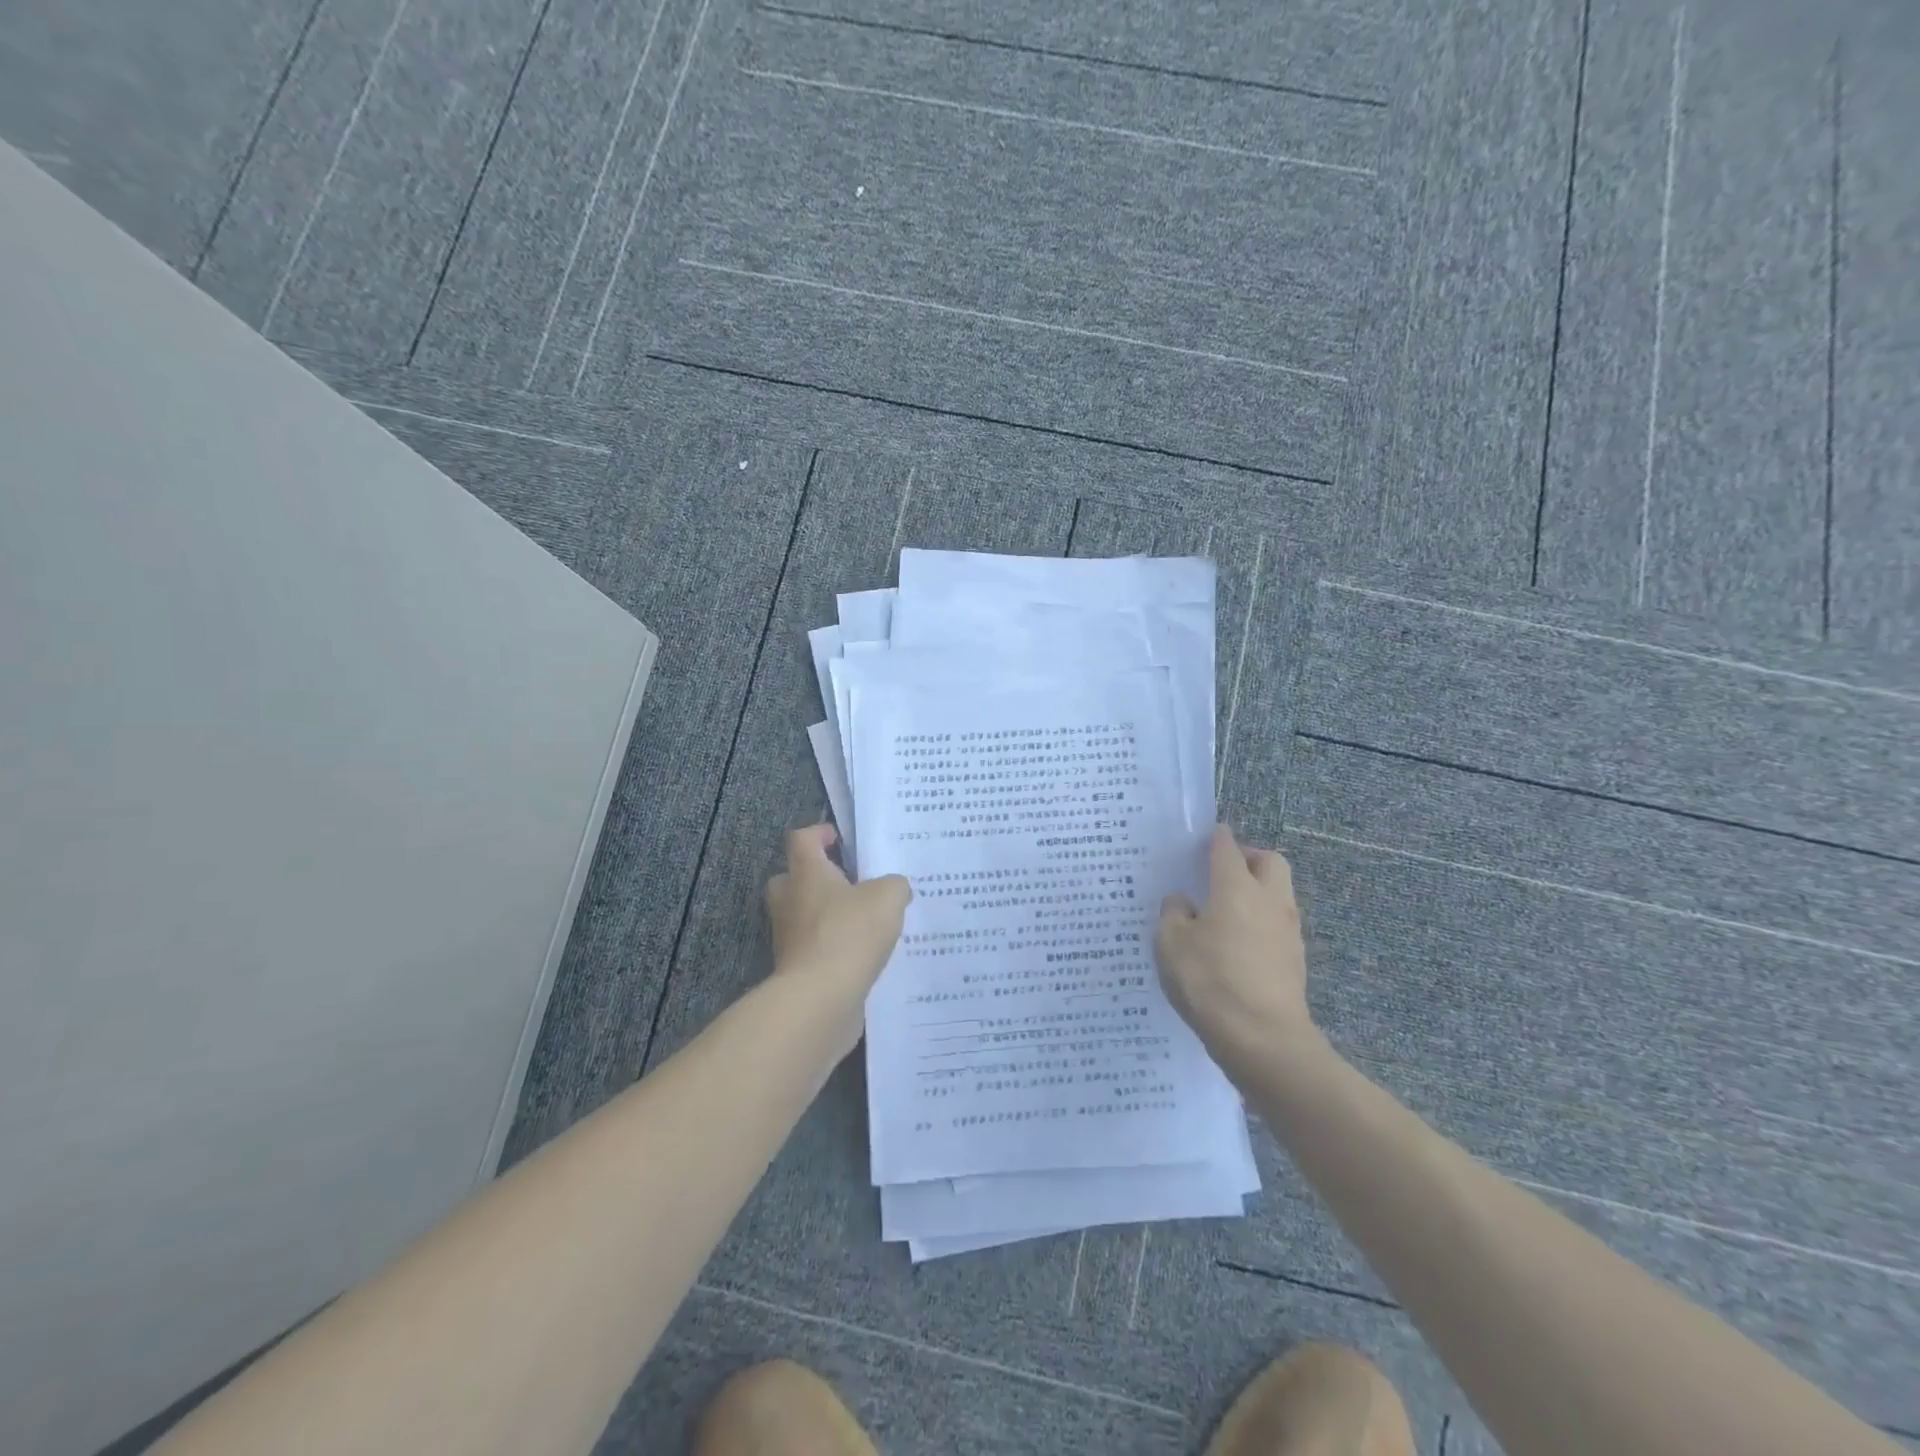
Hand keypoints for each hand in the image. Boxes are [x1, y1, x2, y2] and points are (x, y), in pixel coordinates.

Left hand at [765, 824, 910, 1010]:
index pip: (802, 839)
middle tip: (850, 883)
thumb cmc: (850, 933)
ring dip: (827, 916)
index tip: (842, 840)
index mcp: (806, 873)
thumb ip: (894, 885)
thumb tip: (894, 889)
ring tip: (865, 922)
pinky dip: (832, 948)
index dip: (820, 833)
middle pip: (793, 878)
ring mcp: (788, 937)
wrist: (820, 998)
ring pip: (803, 915)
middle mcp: (789, 900)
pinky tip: (863, 955)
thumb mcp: (888, 897)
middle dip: (818, 878)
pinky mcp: (795, 969)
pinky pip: (814, 948)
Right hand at [1156, 826, 1322, 1079]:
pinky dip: (1261, 922)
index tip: (1205, 837)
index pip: (1228, 847)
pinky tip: (1237, 944)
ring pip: (1279, 893)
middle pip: (1269, 861)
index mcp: (1236, 887)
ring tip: (1226, 910)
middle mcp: (1268, 900)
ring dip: (1257, 891)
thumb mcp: (1171, 943)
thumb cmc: (1210, 981)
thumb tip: (1184, 902)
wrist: (1263, 1040)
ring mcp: (1287, 930)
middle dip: (1248, 858)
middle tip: (1221, 872)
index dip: (1215, 838)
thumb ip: (1173, 913)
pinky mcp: (1295, 959)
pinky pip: (1278, 925)